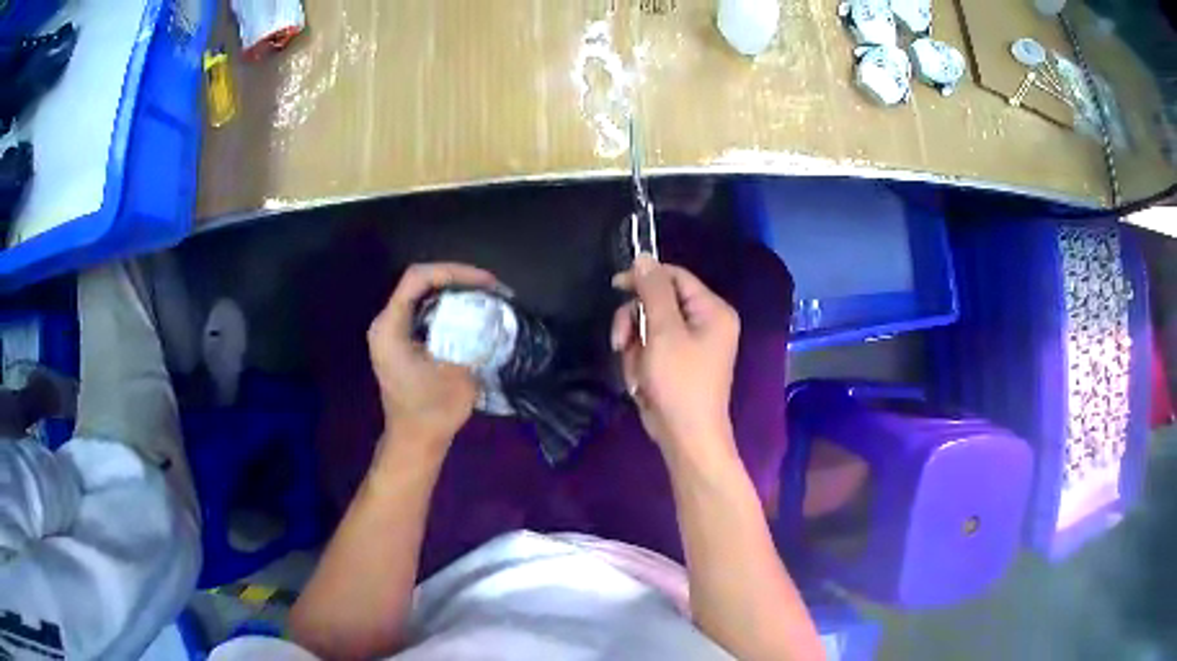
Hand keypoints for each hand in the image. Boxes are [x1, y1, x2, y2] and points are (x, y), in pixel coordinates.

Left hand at [368, 263, 500, 454]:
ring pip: (423, 295)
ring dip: (454, 292)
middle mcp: (386, 323)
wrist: (415, 441)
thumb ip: (470, 339)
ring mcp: (392, 332)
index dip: (453, 272)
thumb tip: (490, 316)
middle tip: (491, 287)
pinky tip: (470, 314)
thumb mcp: (457, 374)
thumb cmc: (432, 412)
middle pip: (420, 282)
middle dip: (458, 279)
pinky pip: (424, 311)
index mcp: (390, 328)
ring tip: (486, 296)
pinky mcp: (401, 341)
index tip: (485, 282)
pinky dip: (448, 307)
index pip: (418, 278)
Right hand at [611, 256, 739, 460]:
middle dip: (635, 323)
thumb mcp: (663, 332)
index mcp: (712, 310)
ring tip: (636, 372)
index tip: (615, 287)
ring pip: (649, 327)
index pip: (675, 277)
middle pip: (659, 302)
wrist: (686, 438)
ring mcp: (693, 345)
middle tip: (621, 342)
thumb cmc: (679, 383)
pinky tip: (640, 383)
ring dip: (635, 347)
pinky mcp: (678, 363)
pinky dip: (640, 363)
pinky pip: (652, 349)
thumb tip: (644, 257)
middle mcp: (707, 322)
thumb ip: (653, 291)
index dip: (644, 278)